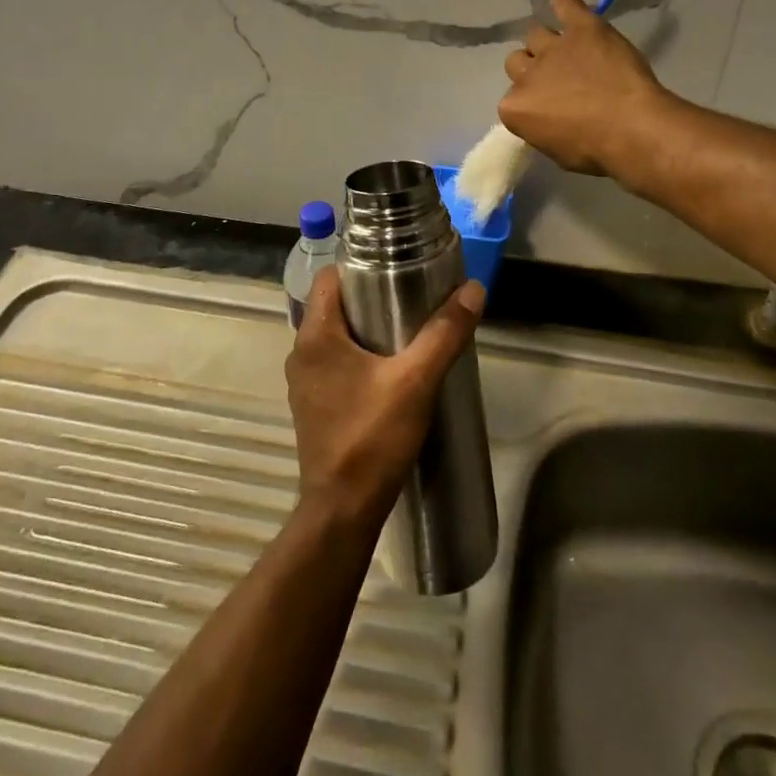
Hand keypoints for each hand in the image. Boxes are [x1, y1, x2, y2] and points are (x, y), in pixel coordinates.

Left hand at [286, 270, 485, 524]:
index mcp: (316, 335)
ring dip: (365, 329)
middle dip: (370, 297)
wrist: (343, 509)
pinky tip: (390, 371)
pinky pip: (334, 363)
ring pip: (335, 336)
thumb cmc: (373, 436)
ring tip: (406, 331)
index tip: (395, 268)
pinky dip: (358, 356)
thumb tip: (474, 289)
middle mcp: (301, 352)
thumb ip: (444, 333)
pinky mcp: (313, 405)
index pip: (329, 277)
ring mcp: (304, 381)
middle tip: (411, 297)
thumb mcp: (416, 381)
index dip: (360, 266)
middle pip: (334, 305)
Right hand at [498, 0, 669, 175]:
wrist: (631, 129)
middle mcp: (526, 75)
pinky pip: (566, 3)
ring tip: (567, 51)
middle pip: (517, 63)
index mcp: (513, 108)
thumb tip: (547, 119)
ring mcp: (553, 48)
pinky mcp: (582, 28)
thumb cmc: (596, 151)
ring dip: (546, 44)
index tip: (551, 111)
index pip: (512, 101)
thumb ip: (542, 128)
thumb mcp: (557, 152)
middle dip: (534, 71)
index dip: (533, 104)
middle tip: (559, 82)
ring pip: (536, 36)